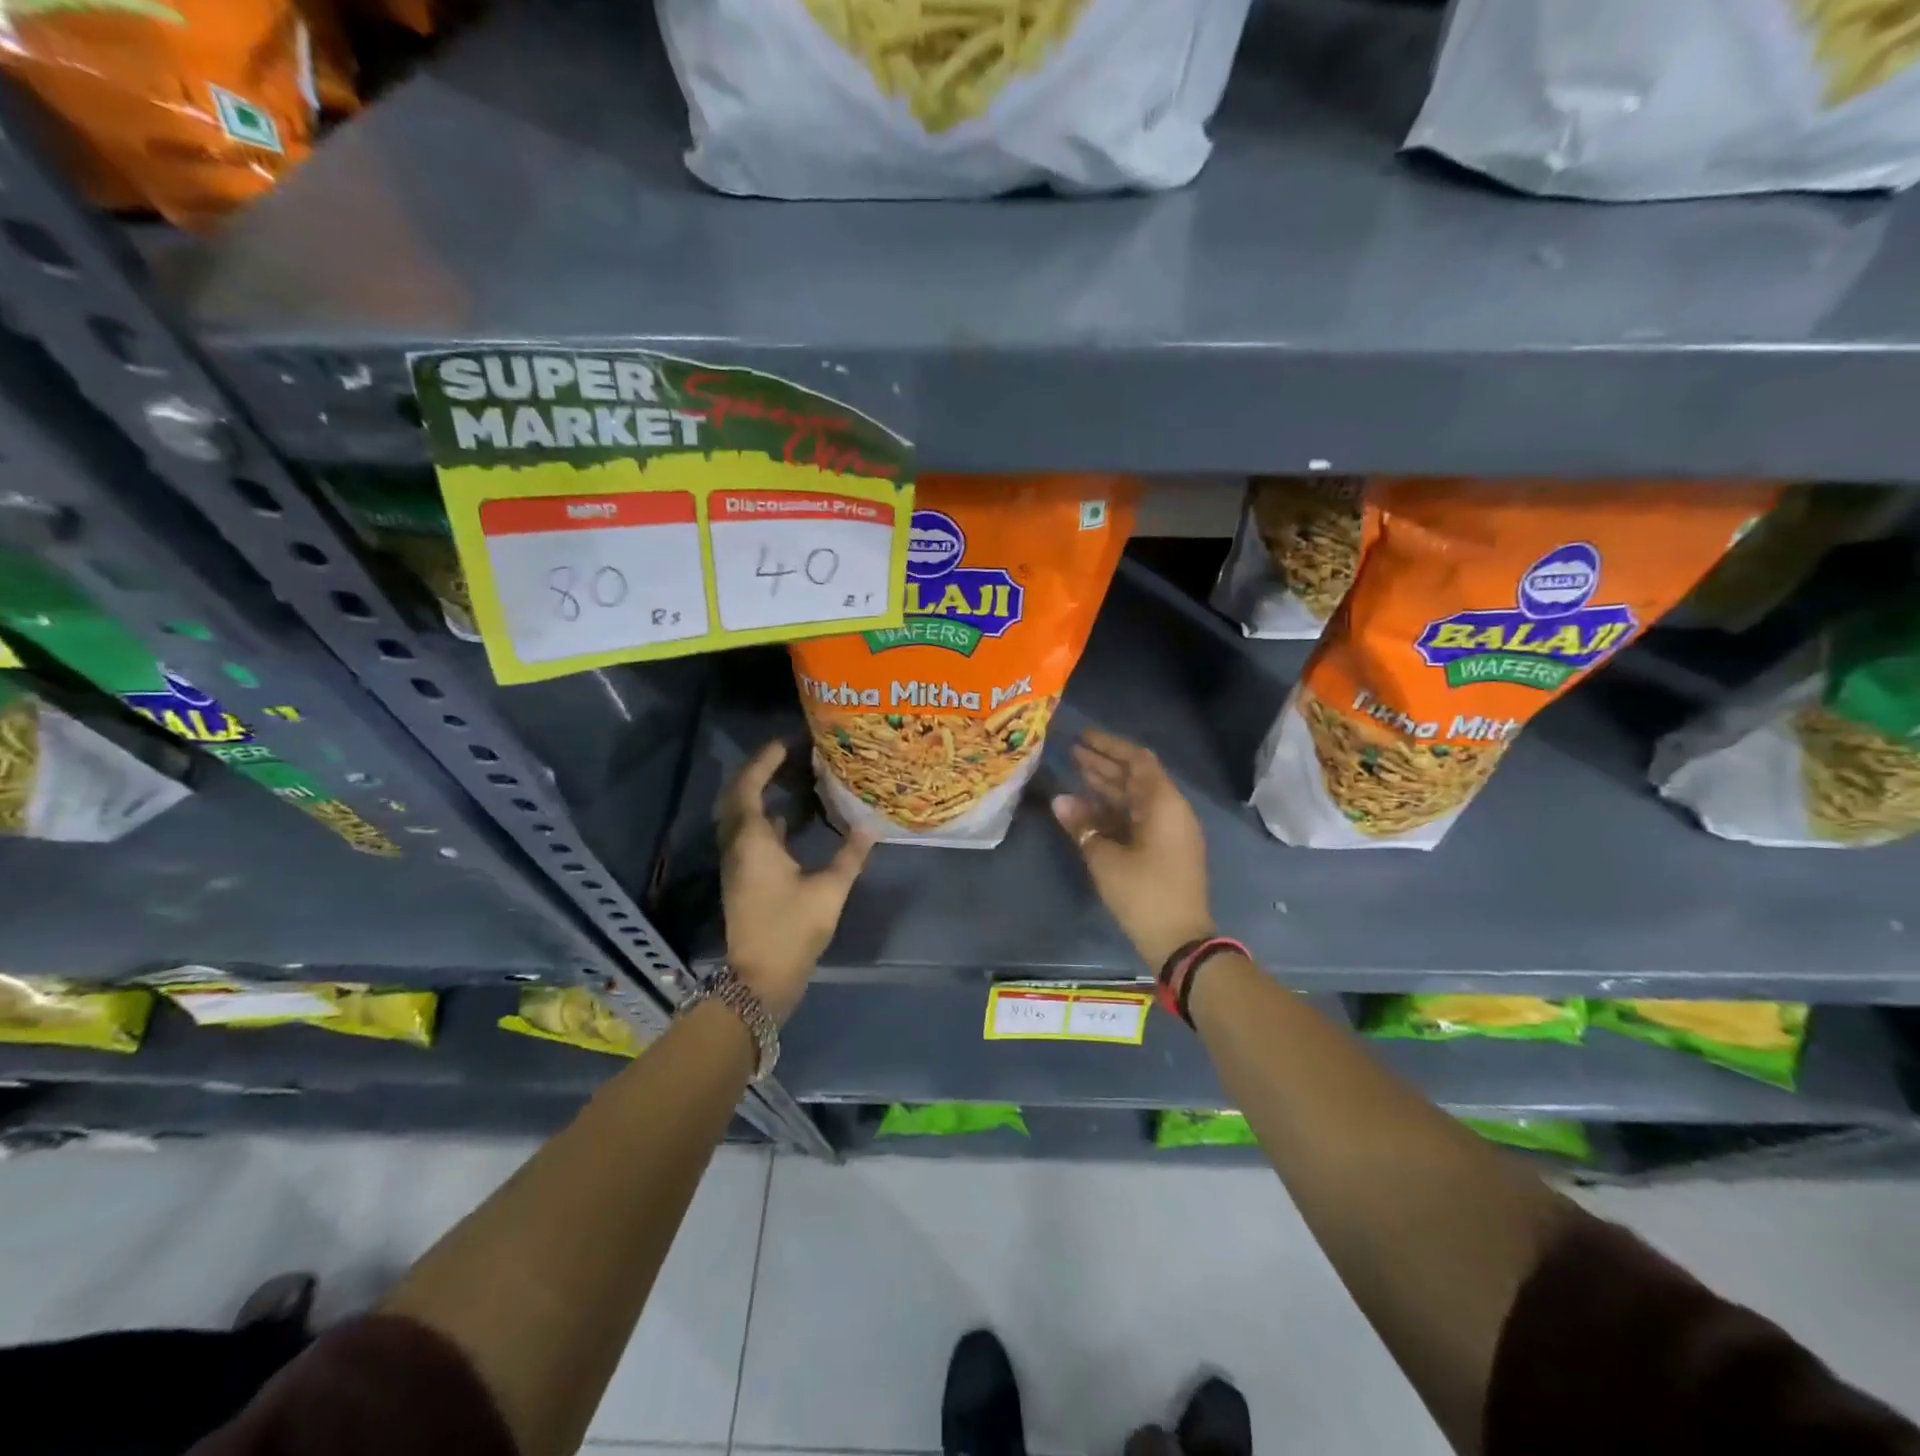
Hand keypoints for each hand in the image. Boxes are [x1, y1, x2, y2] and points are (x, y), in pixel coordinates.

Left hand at [717, 740, 873, 1022]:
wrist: (760, 979)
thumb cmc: (791, 930)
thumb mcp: (829, 890)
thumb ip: (850, 855)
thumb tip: (869, 826)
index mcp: (753, 841)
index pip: (749, 786)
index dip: (764, 761)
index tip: (786, 742)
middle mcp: (737, 846)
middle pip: (737, 796)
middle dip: (757, 771)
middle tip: (786, 755)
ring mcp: (736, 863)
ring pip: (739, 815)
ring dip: (757, 793)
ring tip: (788, 778)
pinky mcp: (741, 878)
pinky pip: (746, 834)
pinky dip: (762, 818)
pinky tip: (788, 819)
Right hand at [1052, 729, 1213, 969]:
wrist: (1180, 941)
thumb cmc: (1144, 894)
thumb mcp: (1106, 859)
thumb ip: (1082, 825)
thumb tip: (1059, 800)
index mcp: (1163, 804)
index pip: (1138, 760)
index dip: (1110, 746)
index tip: (1082, 736)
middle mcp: (1170, 811)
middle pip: (1136, 777)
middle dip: (1104, 763)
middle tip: (1071, 752)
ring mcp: (1169, 831)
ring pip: (1134, 798)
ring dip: (1107, 785)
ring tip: (1075, 772)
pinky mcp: (1164, 850)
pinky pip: (1136, 818)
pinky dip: (1113, 810)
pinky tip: (1086, 808)